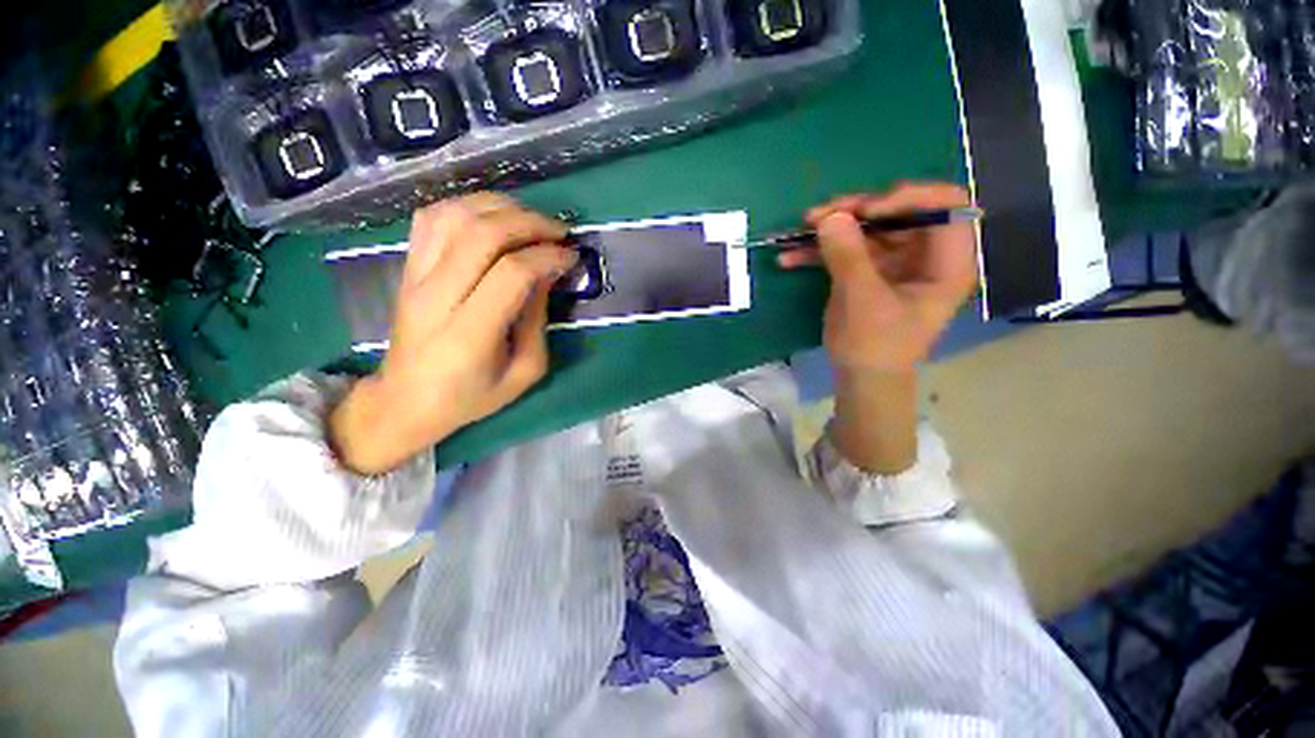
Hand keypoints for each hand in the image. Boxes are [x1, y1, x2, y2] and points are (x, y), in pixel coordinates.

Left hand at [329, 193, 576, 474]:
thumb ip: (538, 320)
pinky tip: (493, 217)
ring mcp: (414, 276)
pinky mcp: (406, 267)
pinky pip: (432, 217)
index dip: (547, 256)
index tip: (571, 257)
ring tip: (531, 220)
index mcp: (470, 333)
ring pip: (455, 215)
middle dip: (530, 223)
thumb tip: (547, 272)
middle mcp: (436, 296)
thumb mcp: (524, 372)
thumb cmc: (472, 395)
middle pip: (482, 234)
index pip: (511, 272)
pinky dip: (467, 206)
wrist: (406, 400)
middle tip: (559, 232)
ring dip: (500, 207)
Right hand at [779, 182, 978, 374]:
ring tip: (801, 229)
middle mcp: (924, 255)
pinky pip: (846, 250)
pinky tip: (790, 257)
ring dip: (832, 227)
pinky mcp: (867, 272)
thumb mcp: (863, 301)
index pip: (945, 206)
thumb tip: (830, 216)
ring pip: (868, 228)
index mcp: (945, 262)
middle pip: (899, 212)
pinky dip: (819, 251)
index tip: (868, 211)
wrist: (861, 378)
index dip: (910, 198)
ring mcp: (893, 263)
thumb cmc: (875, 346)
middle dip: (858, 211)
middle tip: (821, 216)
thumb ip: (848, 256)